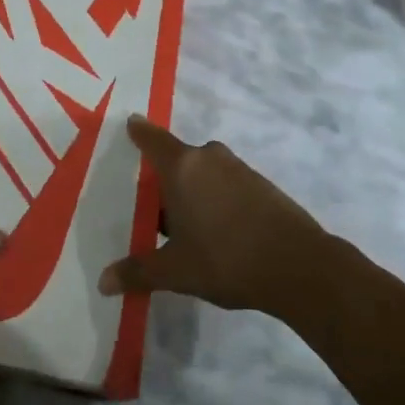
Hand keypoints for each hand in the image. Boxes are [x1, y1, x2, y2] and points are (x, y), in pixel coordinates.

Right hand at [98, 116, 323, 314]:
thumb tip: (104, 282)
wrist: (300, 266)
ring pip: (202, 172)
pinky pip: (224, 183)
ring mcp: (238, 168)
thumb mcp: (176, 271)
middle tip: (148, 204)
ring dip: (190, 190)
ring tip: (180, 224)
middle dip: (162, 178)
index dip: (138, 131)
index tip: (129, 123)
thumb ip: (138, 272)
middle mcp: (208, 157)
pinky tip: (215, 230)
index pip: (151, 138)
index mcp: (182, 167)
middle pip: (176, 158)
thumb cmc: (227, 259)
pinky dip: (214, 198)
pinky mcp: (261, 184)